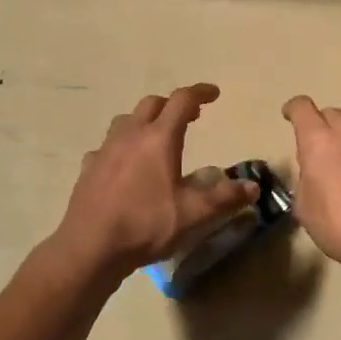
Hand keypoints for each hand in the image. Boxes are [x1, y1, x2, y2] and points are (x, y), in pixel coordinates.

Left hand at [54, 84, 257, 280]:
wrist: (90, 246)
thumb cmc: (146, 225)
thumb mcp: (194, 215)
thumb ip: (225, 198)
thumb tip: (252, 187)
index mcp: (159, 139)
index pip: (182, 100)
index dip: (200, 92)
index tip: (214, 94)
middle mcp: (130, 135)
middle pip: (152, 104)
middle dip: (173, 105)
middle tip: (190, 117)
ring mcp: (105, 150)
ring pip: (126, 120)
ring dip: (145, 121)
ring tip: (156, 137)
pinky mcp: (88, 167)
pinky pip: (107, 146)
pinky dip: (121, 147)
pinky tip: (124, 165)